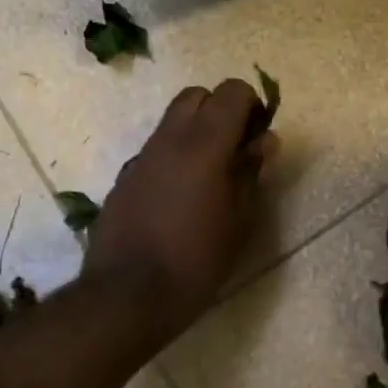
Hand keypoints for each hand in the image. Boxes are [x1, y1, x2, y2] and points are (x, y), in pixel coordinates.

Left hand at [84, 79, 277, 335]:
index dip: (252, 106)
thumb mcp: (240, 220)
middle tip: (235, 150)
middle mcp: (168, 139)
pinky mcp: (124, 178)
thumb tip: (263, 141)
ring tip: (210, 177)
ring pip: (172, 121)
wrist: (127, 296)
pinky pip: (155, 150)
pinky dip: (174, 156)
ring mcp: (141, 157)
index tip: (259, 139)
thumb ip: (251, 172)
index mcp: (203, 144)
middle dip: (220, 111)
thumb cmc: (196, 260)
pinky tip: (179, 198)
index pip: (232, 91)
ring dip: (196, 133)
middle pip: (196, 96)